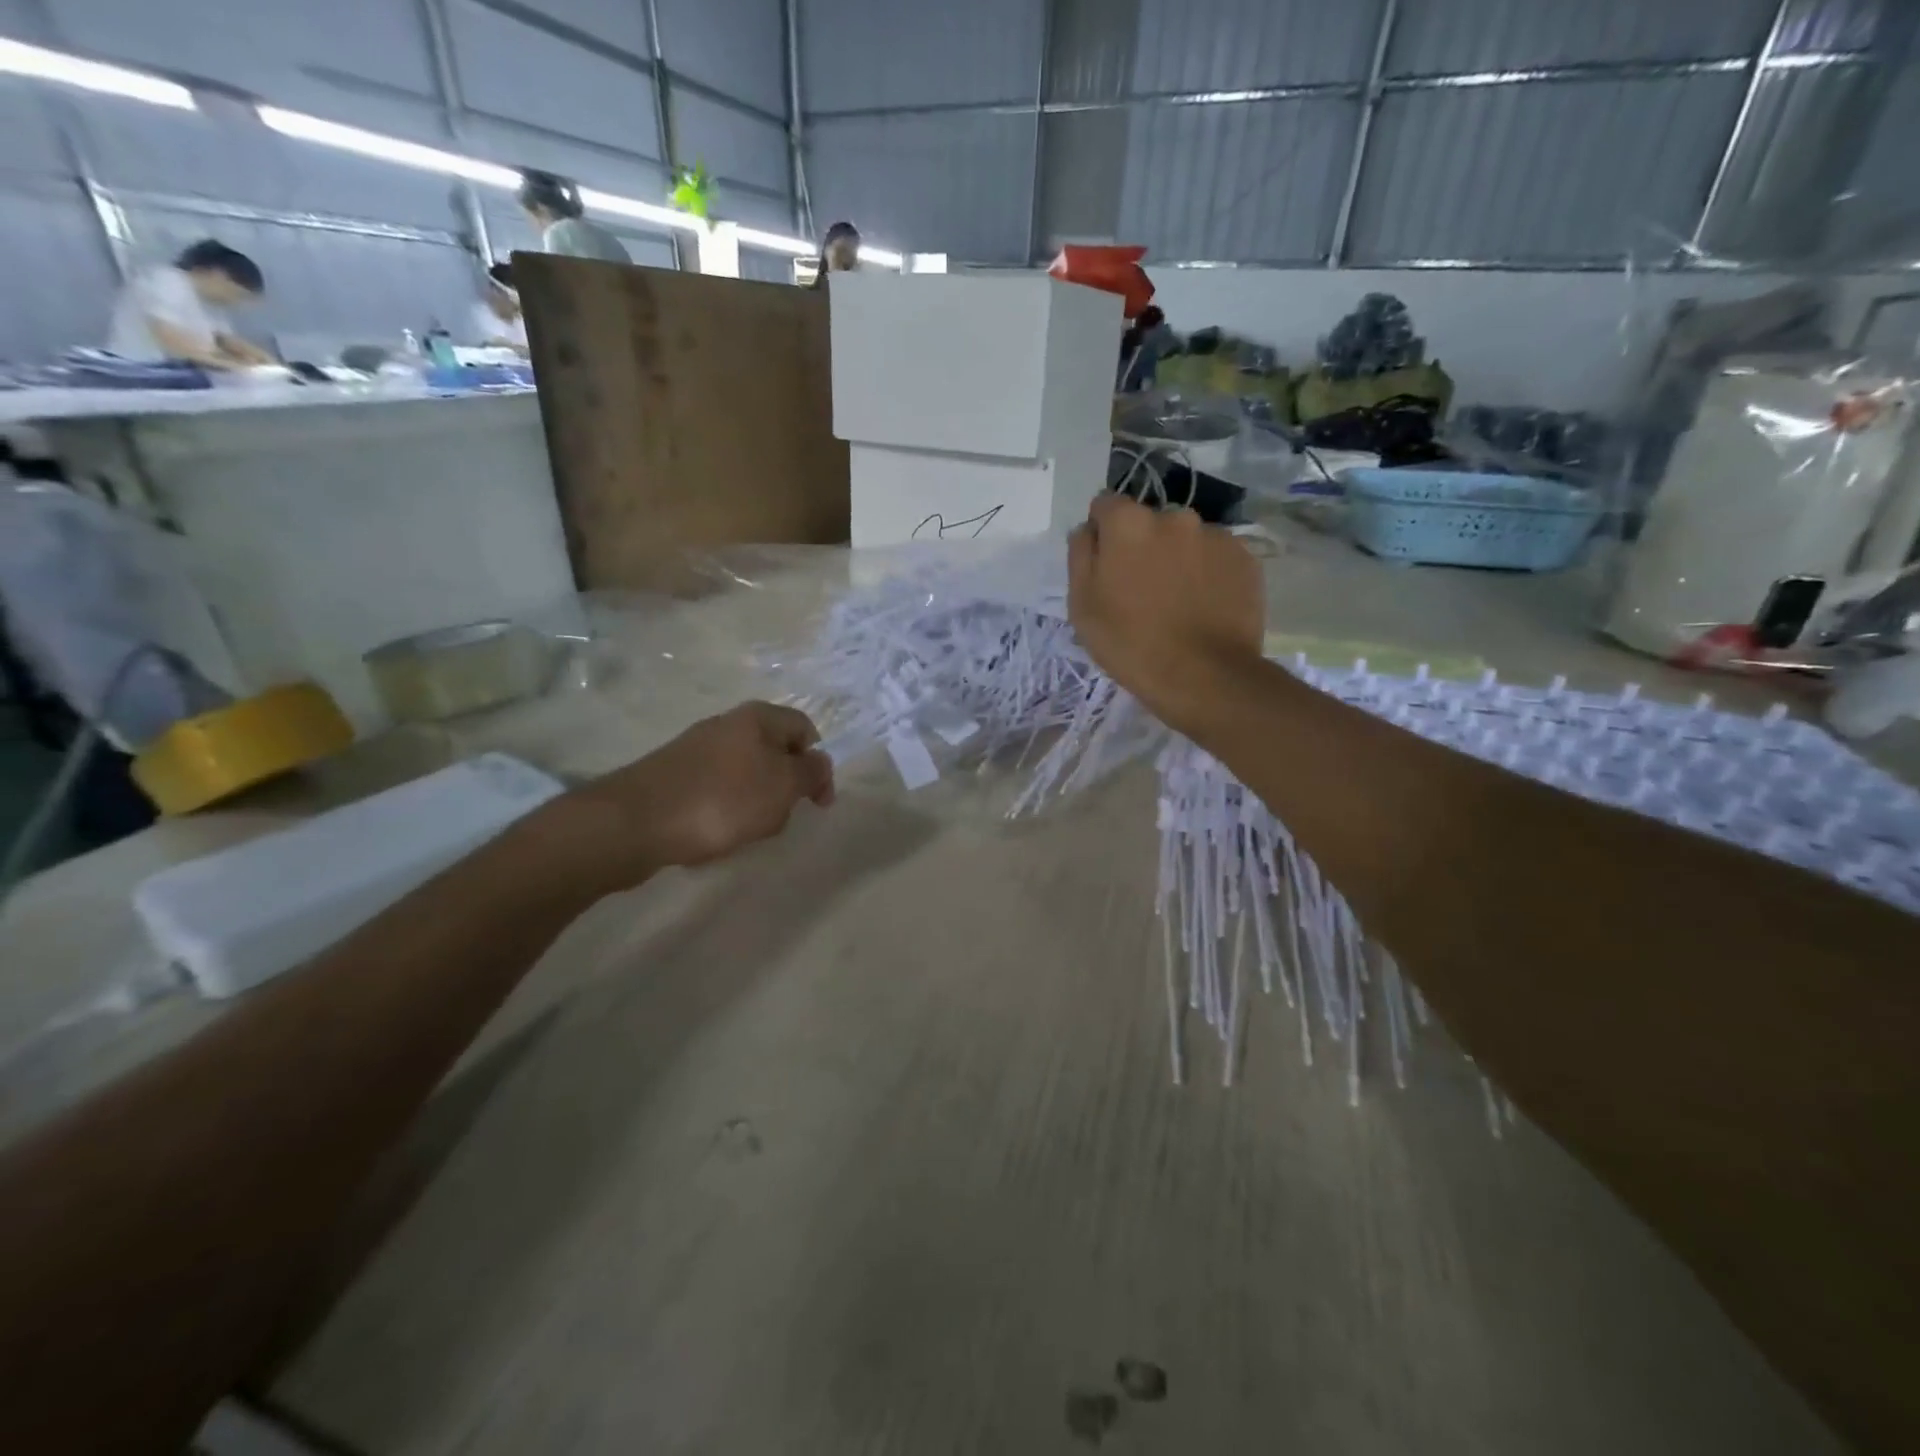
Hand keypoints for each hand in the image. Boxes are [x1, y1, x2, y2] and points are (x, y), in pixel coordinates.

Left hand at [547, 701, 834, 890]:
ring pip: (746, 775)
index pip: (805, 729)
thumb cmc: (722, 800)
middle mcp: (727, 725)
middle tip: (778, 818)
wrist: (634, 822)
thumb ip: (811, 773)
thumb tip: (819, 762)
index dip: (818, 764)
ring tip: (743, 831)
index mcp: (757, 718)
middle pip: (774, 753)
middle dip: (784, 788)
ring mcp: (696, 750)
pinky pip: (715, 791)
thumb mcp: (782, 786)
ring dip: (754, 804)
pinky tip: (713, 835)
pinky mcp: (674, 776)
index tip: (817, 803)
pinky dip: (723, 812)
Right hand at [1068, 494, 1264, 736]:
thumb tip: (1088, 529)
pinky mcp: (1246, 557)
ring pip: (1186, 539)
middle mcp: (1174, 516)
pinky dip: (1208, 573)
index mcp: (1128, 523)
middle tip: (1143, 590)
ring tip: (1179, 602)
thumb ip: (1081, 555)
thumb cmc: (1131, 644)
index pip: (1105, 504)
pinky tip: (1205, 607)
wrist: (1205, 676)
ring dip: (1178, 558)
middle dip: (1143, 545)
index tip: (1106, 565)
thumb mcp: (1082, 605)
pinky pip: (1216, 557)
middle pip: (1149, 522)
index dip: (1102, 533)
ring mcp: (1215, 535)